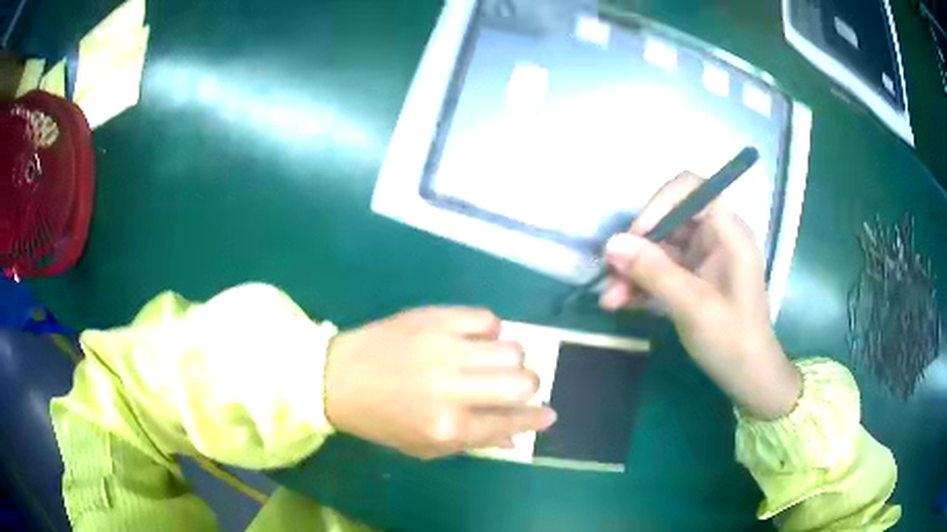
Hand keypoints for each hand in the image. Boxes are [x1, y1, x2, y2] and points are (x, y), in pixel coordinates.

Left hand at [324, 307, 556, 458]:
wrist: (338, 377)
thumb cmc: (381, 420)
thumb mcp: (424, 446)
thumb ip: (474, 443)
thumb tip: (517, 437)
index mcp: (449, 426)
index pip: (511, 421)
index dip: (536, 419)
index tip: (547, 414)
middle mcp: (453, 388)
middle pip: (523, 381)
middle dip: (528, 387)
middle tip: (513, 388)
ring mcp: (445, 348)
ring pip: (512, 348)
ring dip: (510, 359)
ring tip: (490, 362)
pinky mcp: (436, 318)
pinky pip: (487, 318)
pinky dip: (489, 330)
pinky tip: (474, 339)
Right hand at [599, 172, 800, 419]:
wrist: (748, 377)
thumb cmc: (732, 340)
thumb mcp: (693, 306)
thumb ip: (654, 272)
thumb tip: (611, 244)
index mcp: (729, 232)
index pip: (692, 189)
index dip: (660, 204)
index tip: (637, 235)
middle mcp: (716, 236)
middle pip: (670, 220)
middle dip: (638, 246)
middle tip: (611, 273)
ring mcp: (704, 258)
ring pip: (661, 248)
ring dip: (634, 270)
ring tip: (610, 299)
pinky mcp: (693, 278)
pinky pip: (662, 270)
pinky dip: (642, 283)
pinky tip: (621, 302)